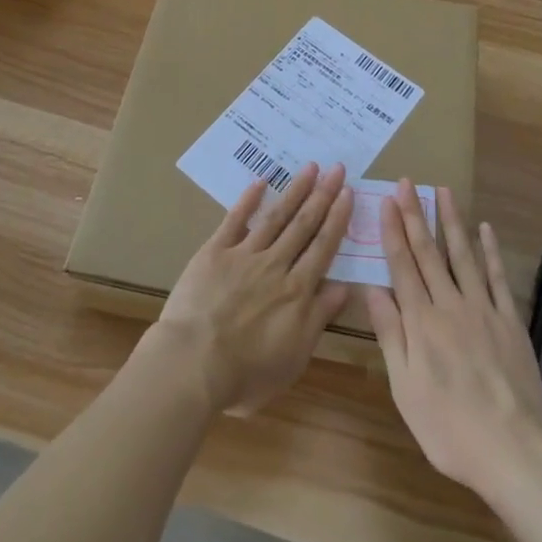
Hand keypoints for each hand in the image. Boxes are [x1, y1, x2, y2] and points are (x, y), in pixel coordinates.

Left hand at [155, 162, 354, 414]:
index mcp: (297, 291)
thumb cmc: (245, 373)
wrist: (193, 364)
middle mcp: (275, 265)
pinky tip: (260, 181)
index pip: (323, 247)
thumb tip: (344, 287)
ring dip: (295, 190)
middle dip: (323, 195)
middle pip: (304, 224)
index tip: (348, 192)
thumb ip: (318, 318)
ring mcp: (245, 254)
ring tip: (310, 167)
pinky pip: (235, 220)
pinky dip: (248, 200)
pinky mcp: (215, 251)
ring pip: (275, 216)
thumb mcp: (294, 357)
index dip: (337, 219)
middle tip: (337, 168)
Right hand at [365, 181, 541, 497]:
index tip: (387, 201)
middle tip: (408, 183)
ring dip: (451, 220)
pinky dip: (490, 250)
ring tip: (443, 190)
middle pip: (429, 252)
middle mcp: (450, 305)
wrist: (512, 450)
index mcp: (421, 322)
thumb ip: (390, 335)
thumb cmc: (449, 428)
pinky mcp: (510, 320)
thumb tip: (371, 290)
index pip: (402, 265)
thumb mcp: (405, 389)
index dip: (393, 231)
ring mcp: (483, 309)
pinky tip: (484, 228)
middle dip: (416, 214)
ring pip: (463, 254)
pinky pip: (498, 277)